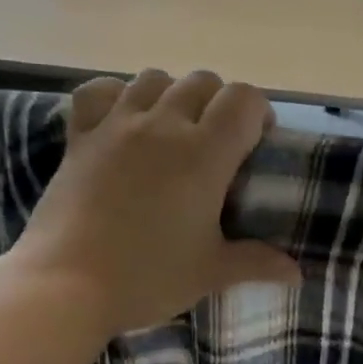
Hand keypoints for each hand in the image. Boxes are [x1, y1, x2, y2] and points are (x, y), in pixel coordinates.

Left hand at [3, 70, 300, 338]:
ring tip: (173, 131)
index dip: (258, 113)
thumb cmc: (148, 277)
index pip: (244, 99)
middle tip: (219, 144)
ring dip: (173, 95)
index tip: (257, 143)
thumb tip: (297, 274)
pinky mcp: (80, 137)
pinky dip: (117, 95)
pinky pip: (100, 91)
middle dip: (219, 103)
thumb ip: (257, 263)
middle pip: (202, 81)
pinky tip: (123, 120)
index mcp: (204, 154)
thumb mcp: (210, 272)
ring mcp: (117, 126)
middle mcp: (163, 126)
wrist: (65, 285)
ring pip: (154, 78)